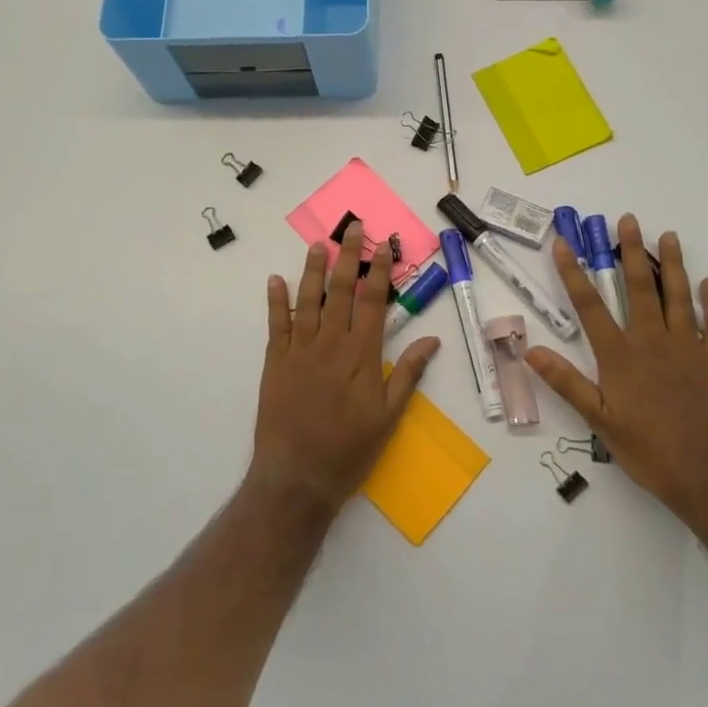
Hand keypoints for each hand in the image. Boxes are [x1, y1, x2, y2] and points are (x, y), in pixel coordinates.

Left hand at [250, 221, 441, 513]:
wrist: (297, 477)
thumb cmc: (349, 450)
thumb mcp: (389, 417)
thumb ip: (407, 374)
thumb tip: (432, 339)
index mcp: (361, 356)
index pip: (372, 303)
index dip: (378, 272)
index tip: (382, 246)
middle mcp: (330, 344)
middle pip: (341, 292)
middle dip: (348, 257)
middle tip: (352, 228)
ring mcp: (300, 351)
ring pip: (308, 300)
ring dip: (313, 270)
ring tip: (318, 243)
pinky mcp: (275, 362)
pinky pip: (276, 324)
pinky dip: (275, 301)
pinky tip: (276, 280)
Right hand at [527, 215, 707, 519]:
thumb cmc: (649, 451)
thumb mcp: (599, 421)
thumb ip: (566, 383)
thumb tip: (531, 351)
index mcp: (620, 356)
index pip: (590, 306)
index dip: (574, 273)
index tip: (564, 243)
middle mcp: (653, 342)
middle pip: (639, 288)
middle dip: (630, 253)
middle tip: (627, 221)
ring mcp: (688, 349)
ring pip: (678, 297)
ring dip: (673, 265)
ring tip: (669, 236)